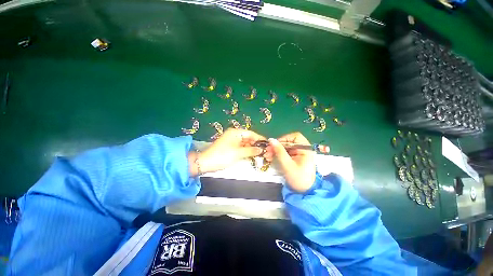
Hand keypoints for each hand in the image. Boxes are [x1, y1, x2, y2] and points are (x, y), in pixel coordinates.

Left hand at [188, 128, 264, 176]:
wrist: (206, 163)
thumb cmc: (222, 156)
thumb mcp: (238, 153)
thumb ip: (251, 150)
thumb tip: (261, 149)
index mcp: (236, 133)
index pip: (251, 134)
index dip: (260, 139)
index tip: (267, 144)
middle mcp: (234, 135)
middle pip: (248, 138)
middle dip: (256, 145)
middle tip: (265, 151)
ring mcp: (232, 141)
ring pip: (245, 143)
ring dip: (252, 149)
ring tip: (260, 154)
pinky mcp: (230, 147)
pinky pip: (241, 147)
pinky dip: (246, 151)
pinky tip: (252, 155)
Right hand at [264, 132, 315, 192]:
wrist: (304, 191)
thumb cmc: (298, 178)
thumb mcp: (288, 165)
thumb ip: (279, 151)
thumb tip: (271, 140)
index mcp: (306, 149)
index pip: (294, 137)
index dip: (283, 139)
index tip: (274, 144)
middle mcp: (303, 148)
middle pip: (288, 142)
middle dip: (277, 146)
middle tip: (267, 151)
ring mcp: (299, 153)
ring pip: (285, 147)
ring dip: (276, 150)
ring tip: (267, 155)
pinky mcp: (294, 157)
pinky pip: (285, 152)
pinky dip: (278, 154)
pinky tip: (271, 157)